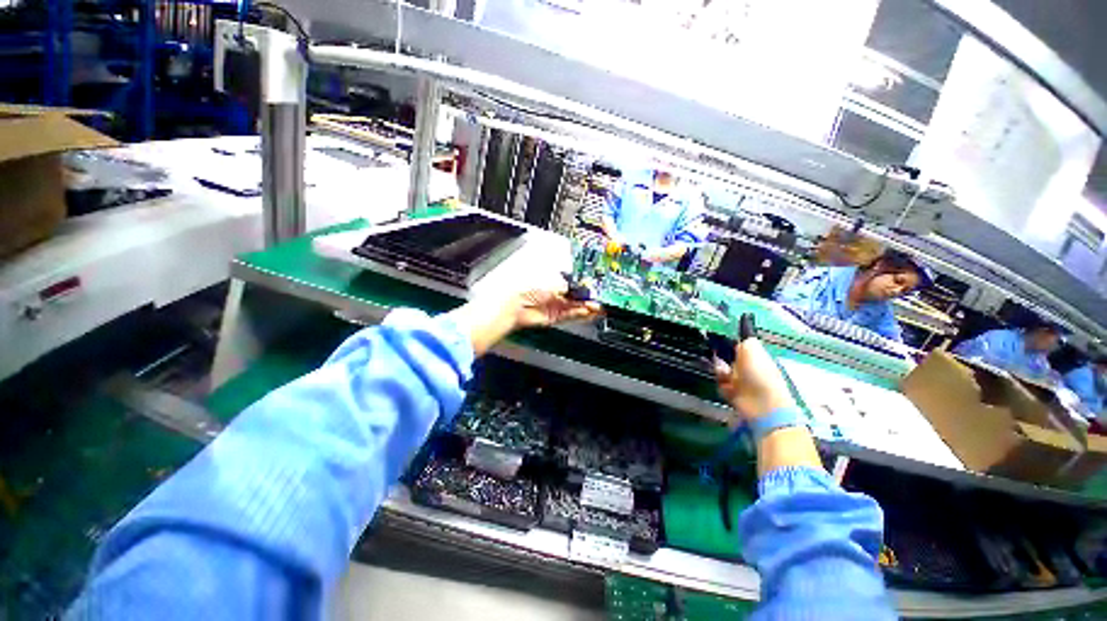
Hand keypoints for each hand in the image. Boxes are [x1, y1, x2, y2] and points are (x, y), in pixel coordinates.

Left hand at [448, 285, 601, 356]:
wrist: (514, 306)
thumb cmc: (527, 288)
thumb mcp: (553, 282)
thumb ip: (570, 286)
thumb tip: (581, 287)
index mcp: (553, 279)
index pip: (573, 282)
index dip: (585, 285)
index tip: (596, 286)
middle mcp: (554, 292)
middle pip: (576, 295)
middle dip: (588, 297)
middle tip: (601, 297)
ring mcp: (554, 305)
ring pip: (575, 306)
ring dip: (587, 306)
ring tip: (599, 307)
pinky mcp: (554, 317)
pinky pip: (570, 315)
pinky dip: (580, 314)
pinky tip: (590, 312)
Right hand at [713, 338, 796, 425]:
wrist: (761, 404)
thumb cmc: (759, 373)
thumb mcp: (752, 349)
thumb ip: (745, 337)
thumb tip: (743, 322)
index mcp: (755, 355)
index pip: (737, 344)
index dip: (727, 340)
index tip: (715, 337)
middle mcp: (747, 366)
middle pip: (726, 356)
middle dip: (719, 356)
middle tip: (717, 357)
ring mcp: (740, 380)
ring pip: (721, 370)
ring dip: (720, 372)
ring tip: (725, 376)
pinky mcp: (733, 393)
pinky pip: (720, 384)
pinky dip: (722, 386)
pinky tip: (728, 388)